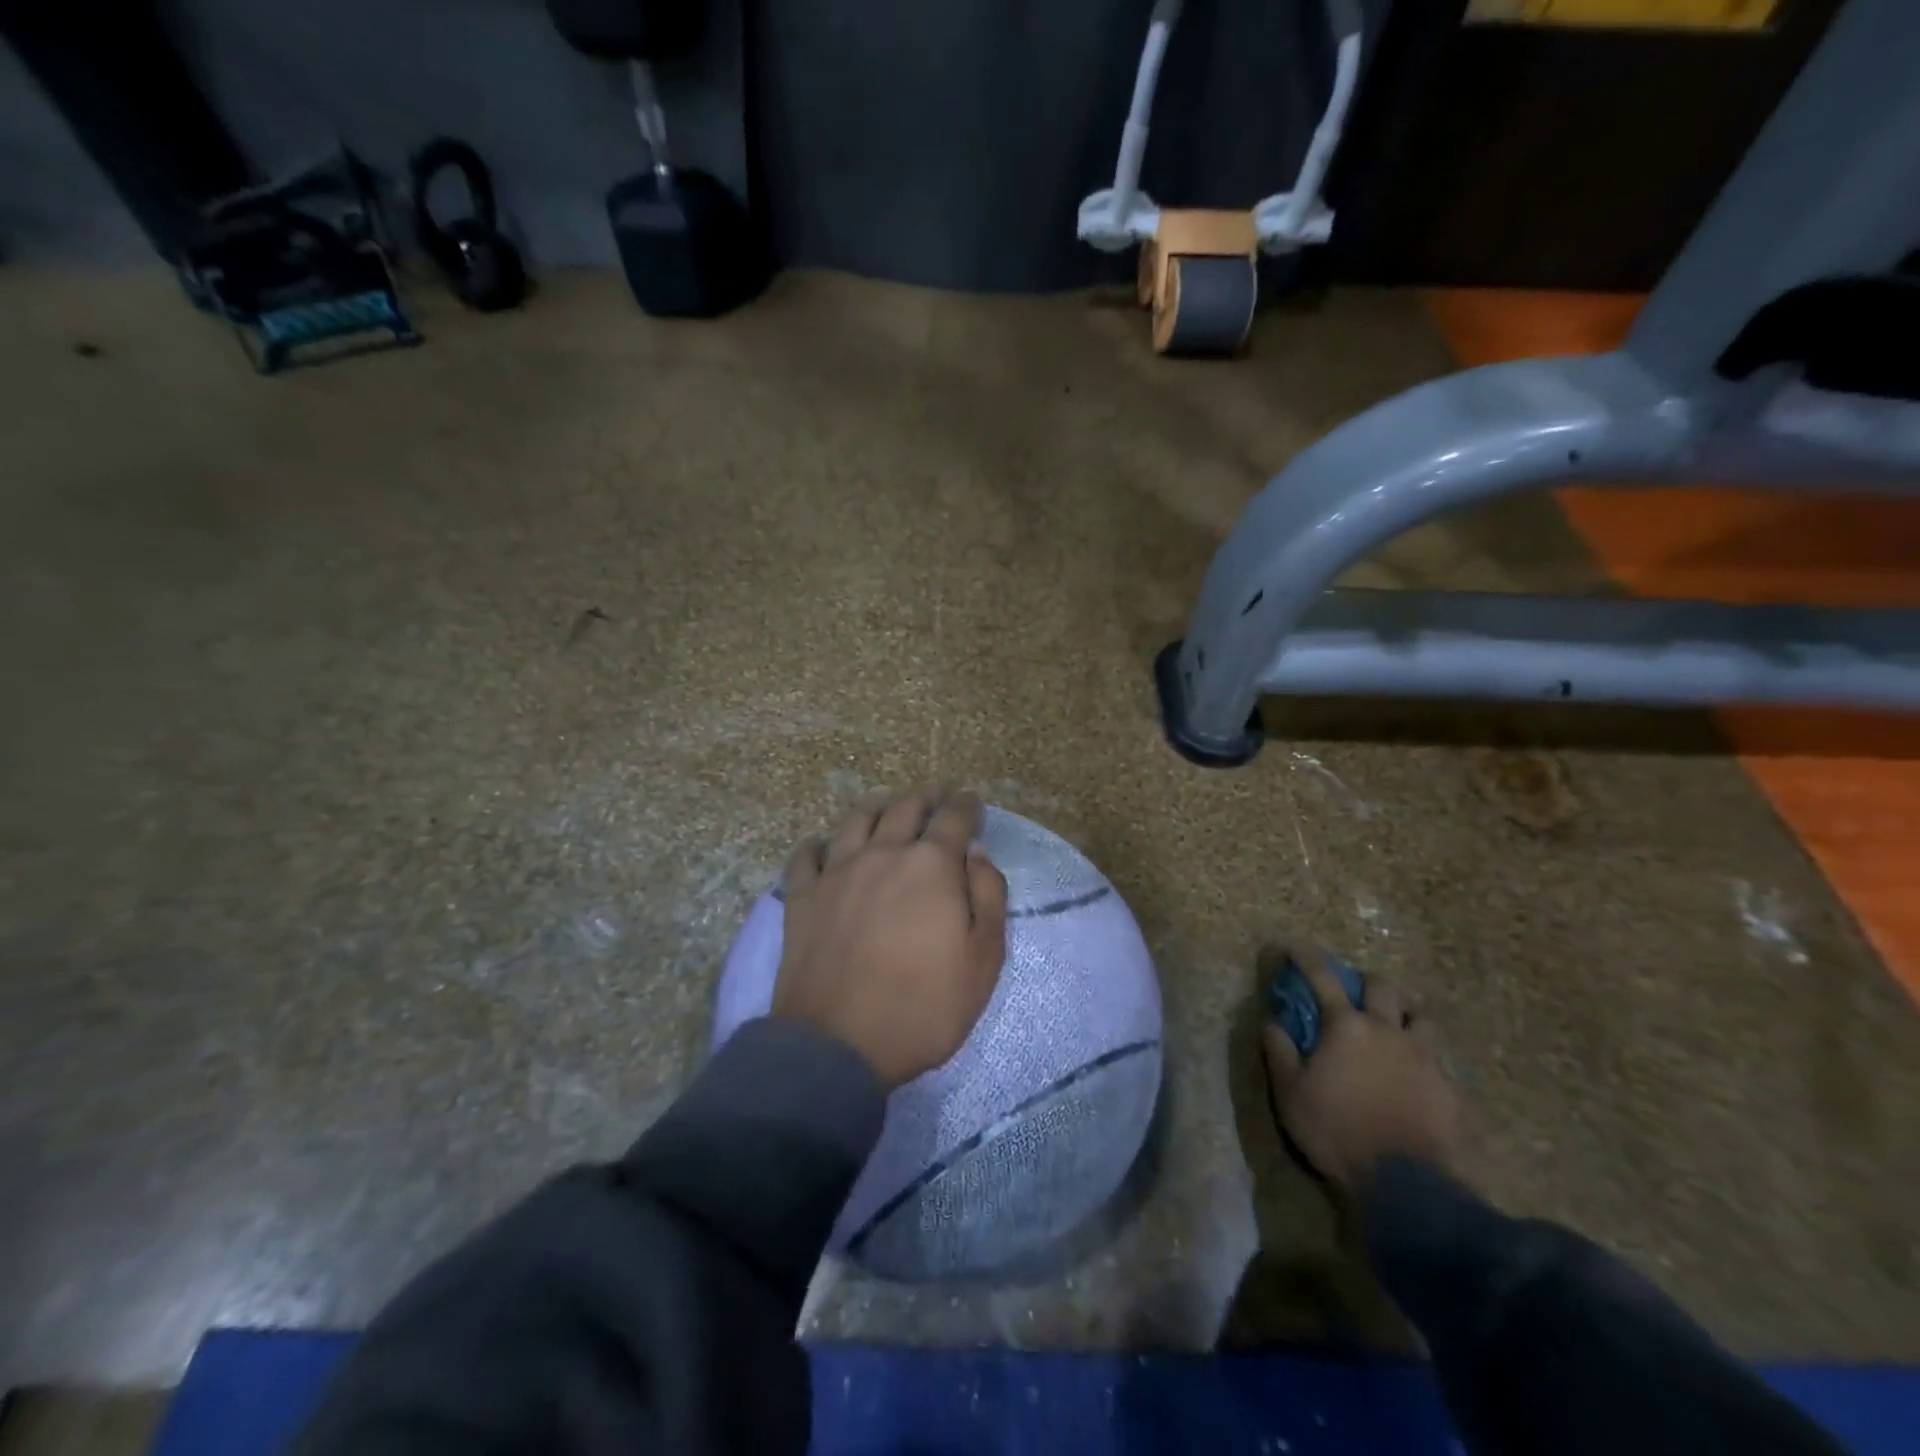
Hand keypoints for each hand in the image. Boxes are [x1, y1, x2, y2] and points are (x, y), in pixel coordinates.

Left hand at [773, 787, 1008, 1089]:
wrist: (839, 1045)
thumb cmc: (924, 1006)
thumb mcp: (983, 960)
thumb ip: (988, 896)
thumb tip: (976, 854)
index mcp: (931, 865)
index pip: (953, 818)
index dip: (966, 805)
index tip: (971, 800)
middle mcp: (883, 854)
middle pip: (904, 807)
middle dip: (925, 795)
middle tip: (935, 794)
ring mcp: (836, 872)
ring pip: (856, 820)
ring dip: (877, 807)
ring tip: (886, 806)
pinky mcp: (801, 897)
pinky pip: (805, 856)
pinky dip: (817, 844)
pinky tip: (823, 846)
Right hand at [1262, 948, 1461, 1194]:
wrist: (1407, 1185)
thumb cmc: (1337, 1131)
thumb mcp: (1290, 1094)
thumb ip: (1279, 1053)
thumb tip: (1272, 1022)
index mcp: (1347, 1027)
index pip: (1322, 978)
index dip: (1306, 959)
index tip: (1295, 948)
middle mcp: (1388, 1031)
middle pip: (1384, 988)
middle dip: (1368, 982)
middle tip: (1358, 991)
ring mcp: (1425, 1058)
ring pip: (1422, 1018)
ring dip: (1407, 1014)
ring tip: (1399, 1026)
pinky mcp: (1450, 1088)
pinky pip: (1440, 1059)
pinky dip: (1426, 1055)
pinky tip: (1419, 1072)